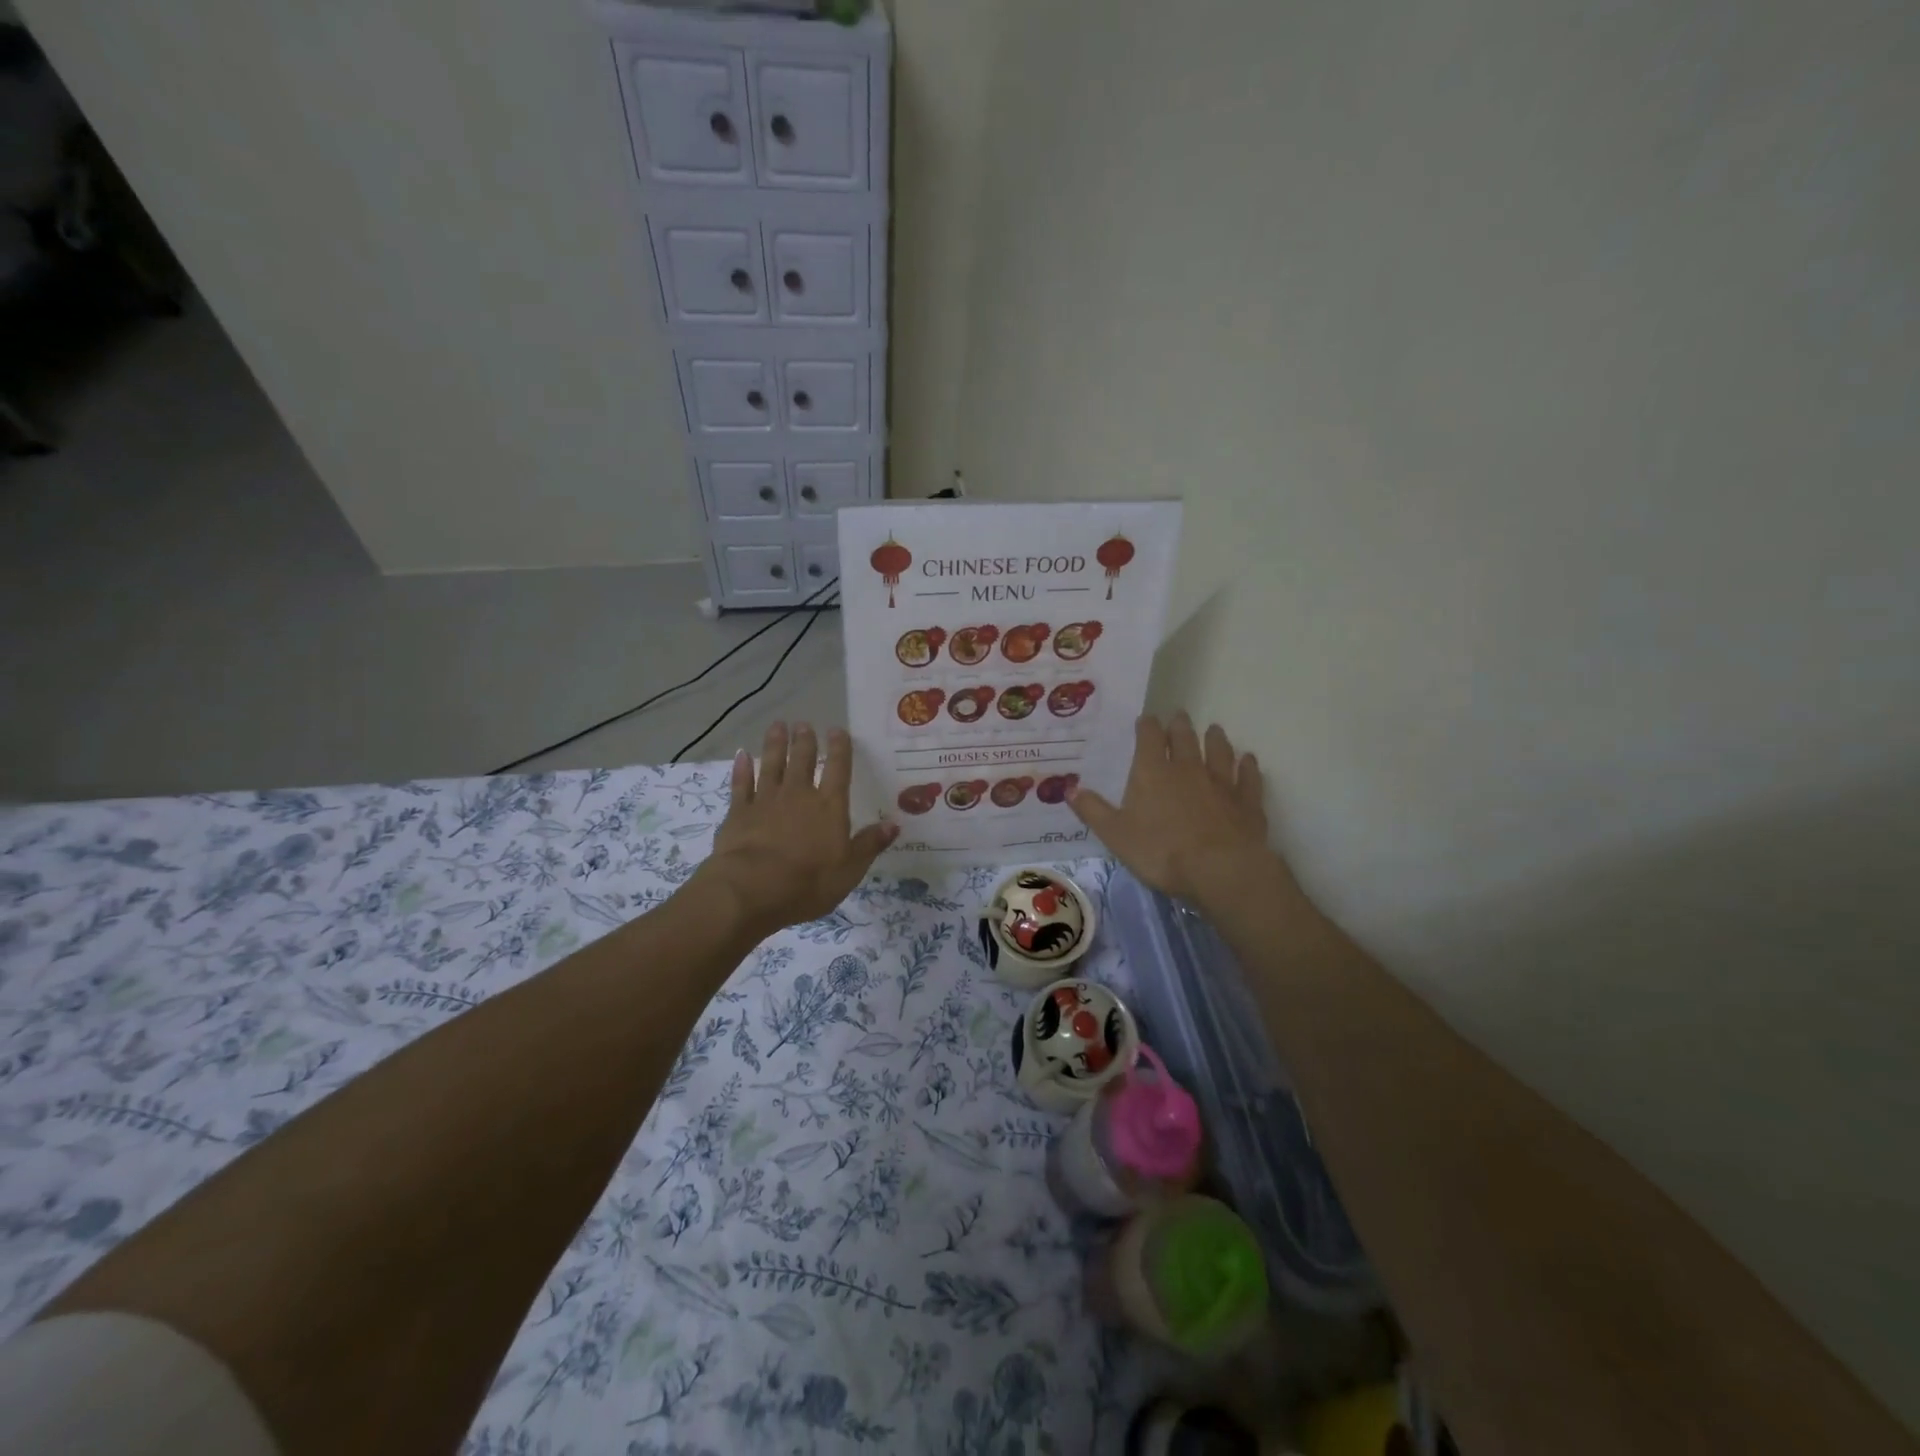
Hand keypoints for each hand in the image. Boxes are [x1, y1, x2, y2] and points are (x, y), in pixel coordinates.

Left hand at [694, 722, 896, 934]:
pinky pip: (741, 785)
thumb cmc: (809, 882)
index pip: (838, 770)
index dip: (839, 748)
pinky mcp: (739, 813)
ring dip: (775, 745)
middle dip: (805, 741)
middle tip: (804, 724)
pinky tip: (741, 755)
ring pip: (772, 765)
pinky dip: (741, 769)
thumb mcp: (850, 869)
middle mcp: (798, 795)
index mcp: (829, 807)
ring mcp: (766, 801)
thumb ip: (870, 844)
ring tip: (778, 726)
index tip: (837, 730)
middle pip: (803, 761)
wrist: (751, 889)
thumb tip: (894, 824)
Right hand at [1068, 713, 1289, 908]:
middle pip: (1184, 739)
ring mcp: (1221, 783)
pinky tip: (1249, 760)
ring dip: (1215, 739)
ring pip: (1219, 752)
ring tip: (1214, 729)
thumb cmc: (1161, 851)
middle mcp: (1187, 769)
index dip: (1147, 726)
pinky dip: (1248, 767)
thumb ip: (1093, 810)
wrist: (1220, 869)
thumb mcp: (1115, 835)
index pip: (1149, 737)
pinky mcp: (1247, 801)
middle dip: (1179, 726)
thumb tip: (1068, 788)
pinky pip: (1248, 778)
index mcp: (1153, 772)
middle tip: (1179, 716)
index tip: (1146, 719)